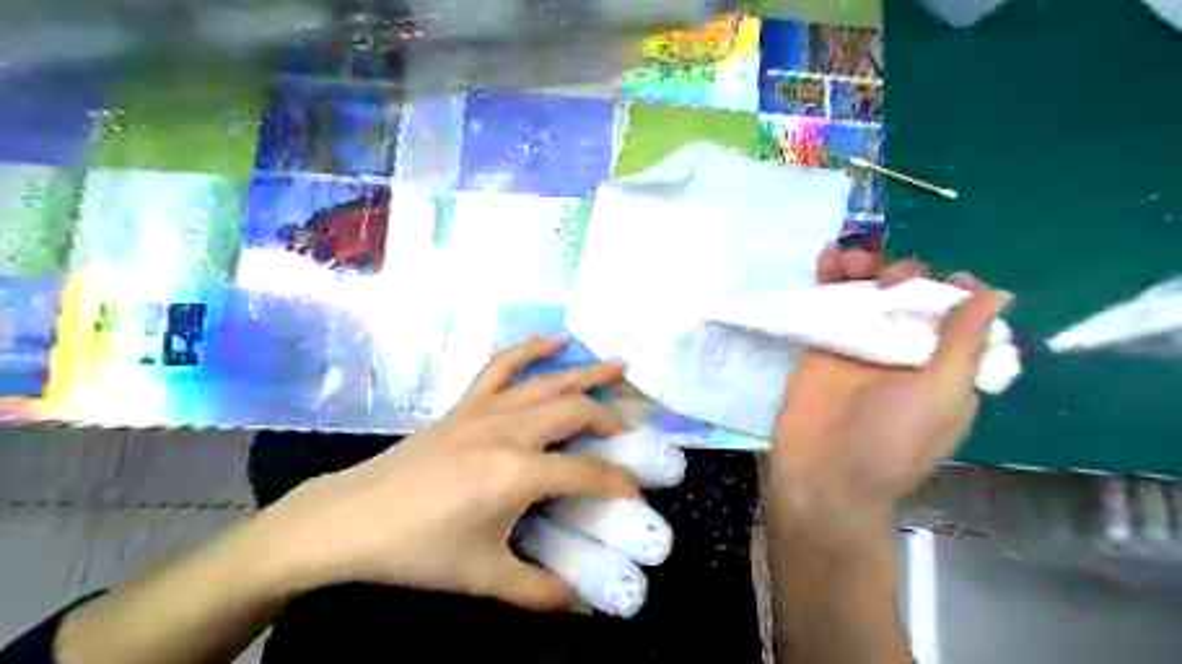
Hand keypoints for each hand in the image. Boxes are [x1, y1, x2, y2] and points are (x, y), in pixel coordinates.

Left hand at [248, 337, 637, 612]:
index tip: (637, 492)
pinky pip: (500, 366)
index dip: (618, 482)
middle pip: (574, 411)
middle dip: (610, 420)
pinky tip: (551, 340)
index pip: (586, 474)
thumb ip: (539, 591)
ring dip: (585, 373)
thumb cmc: (416, 550)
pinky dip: (528, 349)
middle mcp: (507, 431)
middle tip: (630, 434)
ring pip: (547, 381)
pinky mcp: (465, 404)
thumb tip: (583, 606)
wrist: (349, 520)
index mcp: (515, 474)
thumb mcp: (482, 577)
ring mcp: (484, 410)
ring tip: (618, 367)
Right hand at [772, 243, 1010, 517]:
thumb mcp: (940, 393)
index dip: (951, 290)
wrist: (824, 474)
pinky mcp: (821, 347)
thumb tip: (998, 293)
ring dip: (861, 268)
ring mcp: (858, 347)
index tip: (943, 280)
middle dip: (901, 275)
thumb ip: (963, 342)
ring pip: (865, 295)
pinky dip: (827, 279)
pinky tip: (826, 258)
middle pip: (906, 297)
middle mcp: (902, 352)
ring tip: (849, 258)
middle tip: (888, 277)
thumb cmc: (890, 440)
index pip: (954, 315)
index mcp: (942, 366)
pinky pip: (826, 305)